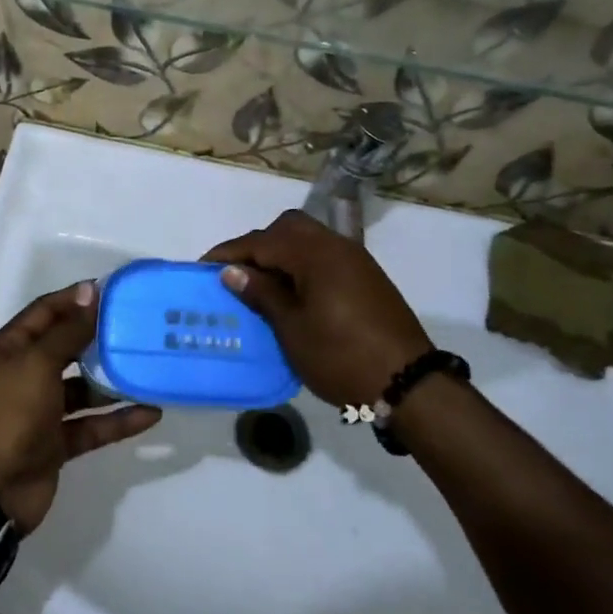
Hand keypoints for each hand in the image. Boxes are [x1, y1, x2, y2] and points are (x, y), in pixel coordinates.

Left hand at [0, 281, 161, 531]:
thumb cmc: (9, 414)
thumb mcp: (37, 364)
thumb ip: (68, 331)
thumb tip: (90, 291)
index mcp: (9, 349)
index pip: (45, 312)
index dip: (76, 299)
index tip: (111, 291)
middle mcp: (24, 374)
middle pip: (66, 348)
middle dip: (98, 338)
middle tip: (137, 326)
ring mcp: (40, 411)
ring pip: (82, 389)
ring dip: (112, 381)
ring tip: (148, 368)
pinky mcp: (56, 443)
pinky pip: (92, 425)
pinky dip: (118, 420)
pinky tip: (151, 412)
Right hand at [205, 210, 432, 406]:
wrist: (409, 384)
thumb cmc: (341, 357)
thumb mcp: (292, 329)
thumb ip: (262, 294)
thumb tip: (232, 271)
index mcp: (314, 254)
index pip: (261, 241)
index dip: (229, 253)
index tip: (203, 266)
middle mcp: (335, 245)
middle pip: (287, 228)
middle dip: (258, 245)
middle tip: (237, 273)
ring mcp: (355, 260)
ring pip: (308, 239)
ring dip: (282, 253)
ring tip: (262, 284)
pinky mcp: (367, 277)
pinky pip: (325, 255)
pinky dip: (302, 264)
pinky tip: (294, 292)